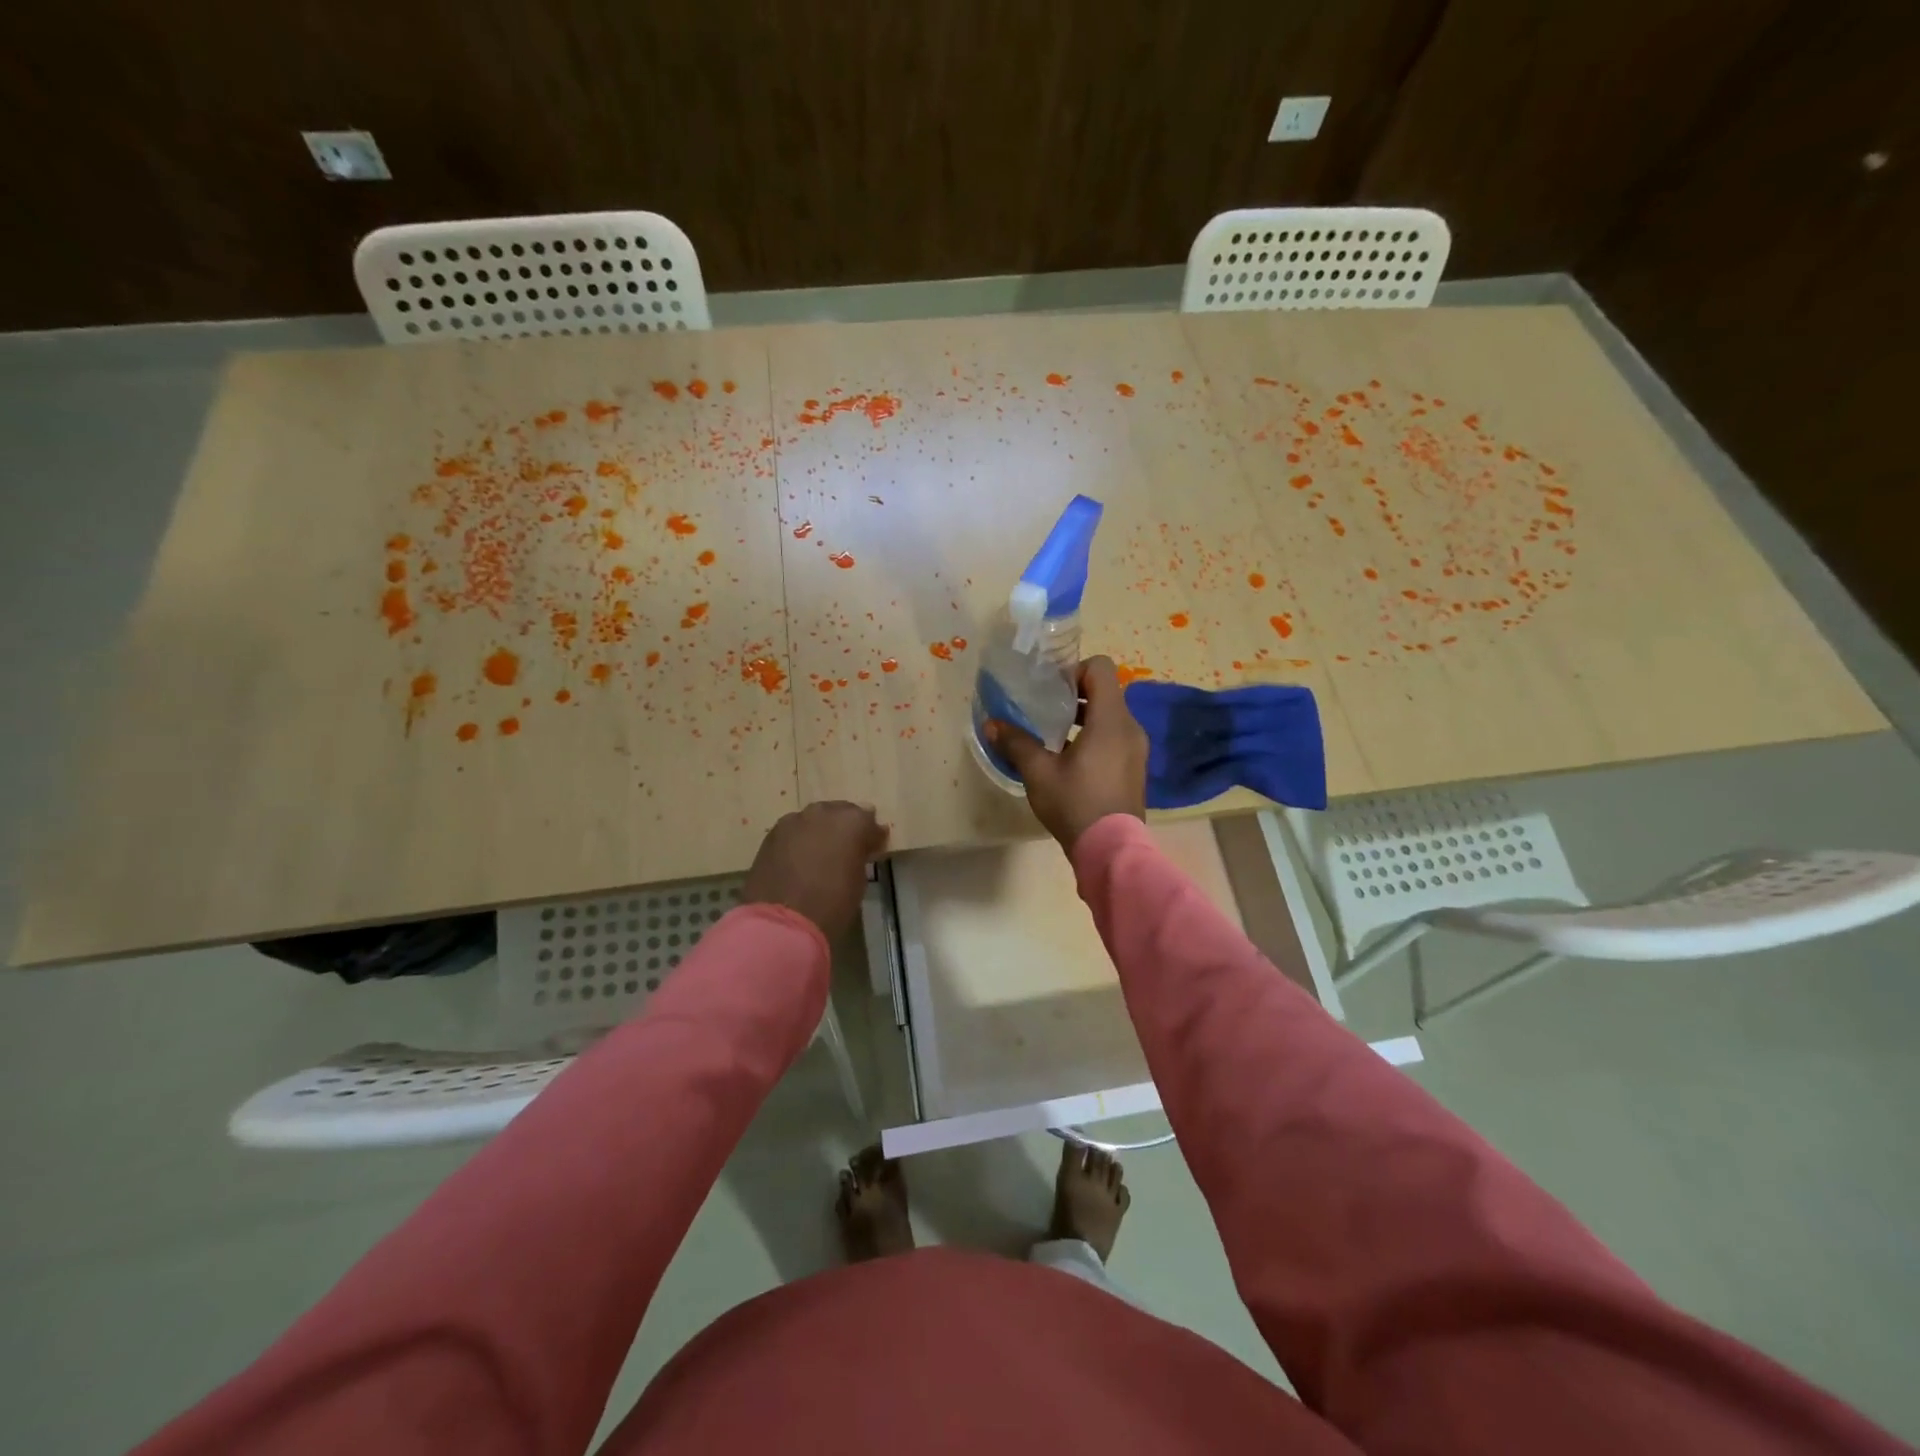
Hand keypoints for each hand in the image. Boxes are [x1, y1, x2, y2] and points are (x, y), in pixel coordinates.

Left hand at [743, 801, 889, 938]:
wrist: (782, 922)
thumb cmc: (832, 904)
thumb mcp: (859, 879)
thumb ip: (860, 854)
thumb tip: (861, 845)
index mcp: (851, 821)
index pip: (868, 820)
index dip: (871, 835)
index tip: (874, 848)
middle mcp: (823, 812)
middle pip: (839, 812)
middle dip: (845, 828)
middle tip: (848, 848)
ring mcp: (793, 821)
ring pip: (814, 820)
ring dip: (821, 832)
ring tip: (821, 854)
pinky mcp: (771, 835)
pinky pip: (794, 831)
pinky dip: (800, 840)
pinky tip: (800, 859)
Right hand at [986, 655, 1147, 852]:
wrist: (1111, 850)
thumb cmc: (1075, 803)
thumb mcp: (1039, 772)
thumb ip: (1016, 743)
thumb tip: (991, 724)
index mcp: (1110, 719)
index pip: (1101, 668)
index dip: (1074, 670)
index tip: (1050, 689)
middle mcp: (1130, 727)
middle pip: (1105, 691)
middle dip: (1074, 695)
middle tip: (1045, 710)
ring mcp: (1136, 749)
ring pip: (1110, 716)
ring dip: (1083, 718)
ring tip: (1053, 737)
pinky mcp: (1135, 767)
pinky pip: (1116, 737)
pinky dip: (1095, 737)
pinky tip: (1070, 761)